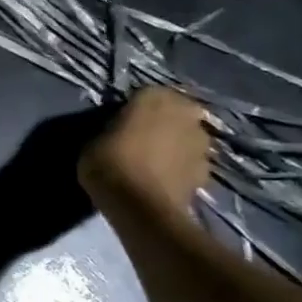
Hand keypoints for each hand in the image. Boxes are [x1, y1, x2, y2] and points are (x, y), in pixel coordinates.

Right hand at [78, 87, 210, 214]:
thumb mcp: (93, 141)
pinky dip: (181, 168)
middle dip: (164, 123)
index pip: (146, 93)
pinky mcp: (208, 171)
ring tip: (155, 162)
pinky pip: (192, 163)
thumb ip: (111, 130)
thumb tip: (118, 133)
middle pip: (175, 113)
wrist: (141, 207)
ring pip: (187, 137)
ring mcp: (201, 142)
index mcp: (154, 97)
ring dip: (176, 145)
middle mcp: (184, 113)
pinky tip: (164, 180)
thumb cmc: (110, 164)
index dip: (135, 108)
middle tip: (143, 139)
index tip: (123, 122)